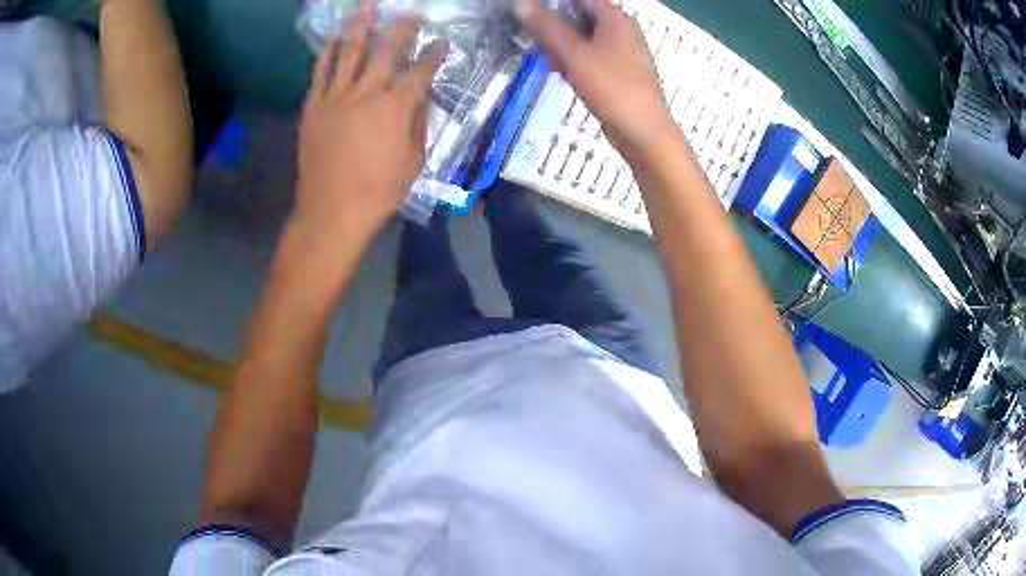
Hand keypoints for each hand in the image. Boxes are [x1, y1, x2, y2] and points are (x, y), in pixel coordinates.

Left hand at [294, 13, 447, 248]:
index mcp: (395, 109)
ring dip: (360, 27)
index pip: (420, 72)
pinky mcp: (313, 108)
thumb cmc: (378, 193)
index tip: (442, 42)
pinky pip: (320, 74)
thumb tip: (419, 99)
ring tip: (366, 7)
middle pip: (386, 52)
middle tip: (410, 13)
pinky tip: (332, 37)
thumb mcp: (413, 162)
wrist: (331, 212)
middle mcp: (366, 94)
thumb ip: (418, 124)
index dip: (434, 55)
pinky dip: (326, 53)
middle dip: (401, 29)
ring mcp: (336, 98)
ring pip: (350, 54)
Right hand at [517, 0, 677, 162]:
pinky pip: (593, 58)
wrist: (643, 132)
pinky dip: (576, 61)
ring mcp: (623, 53)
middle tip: (534, 37)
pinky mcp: (620, 73)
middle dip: (556, 25)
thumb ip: (547, 28)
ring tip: (547, 57)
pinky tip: (563, 73)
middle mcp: (623, 31)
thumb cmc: (612, 87)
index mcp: (616, 19)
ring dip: (564, 45)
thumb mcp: (574, 55)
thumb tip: (521, 5)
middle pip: (582, 17)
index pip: (581, 0)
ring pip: (586, 39)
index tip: (533, 13)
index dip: (555, 4)